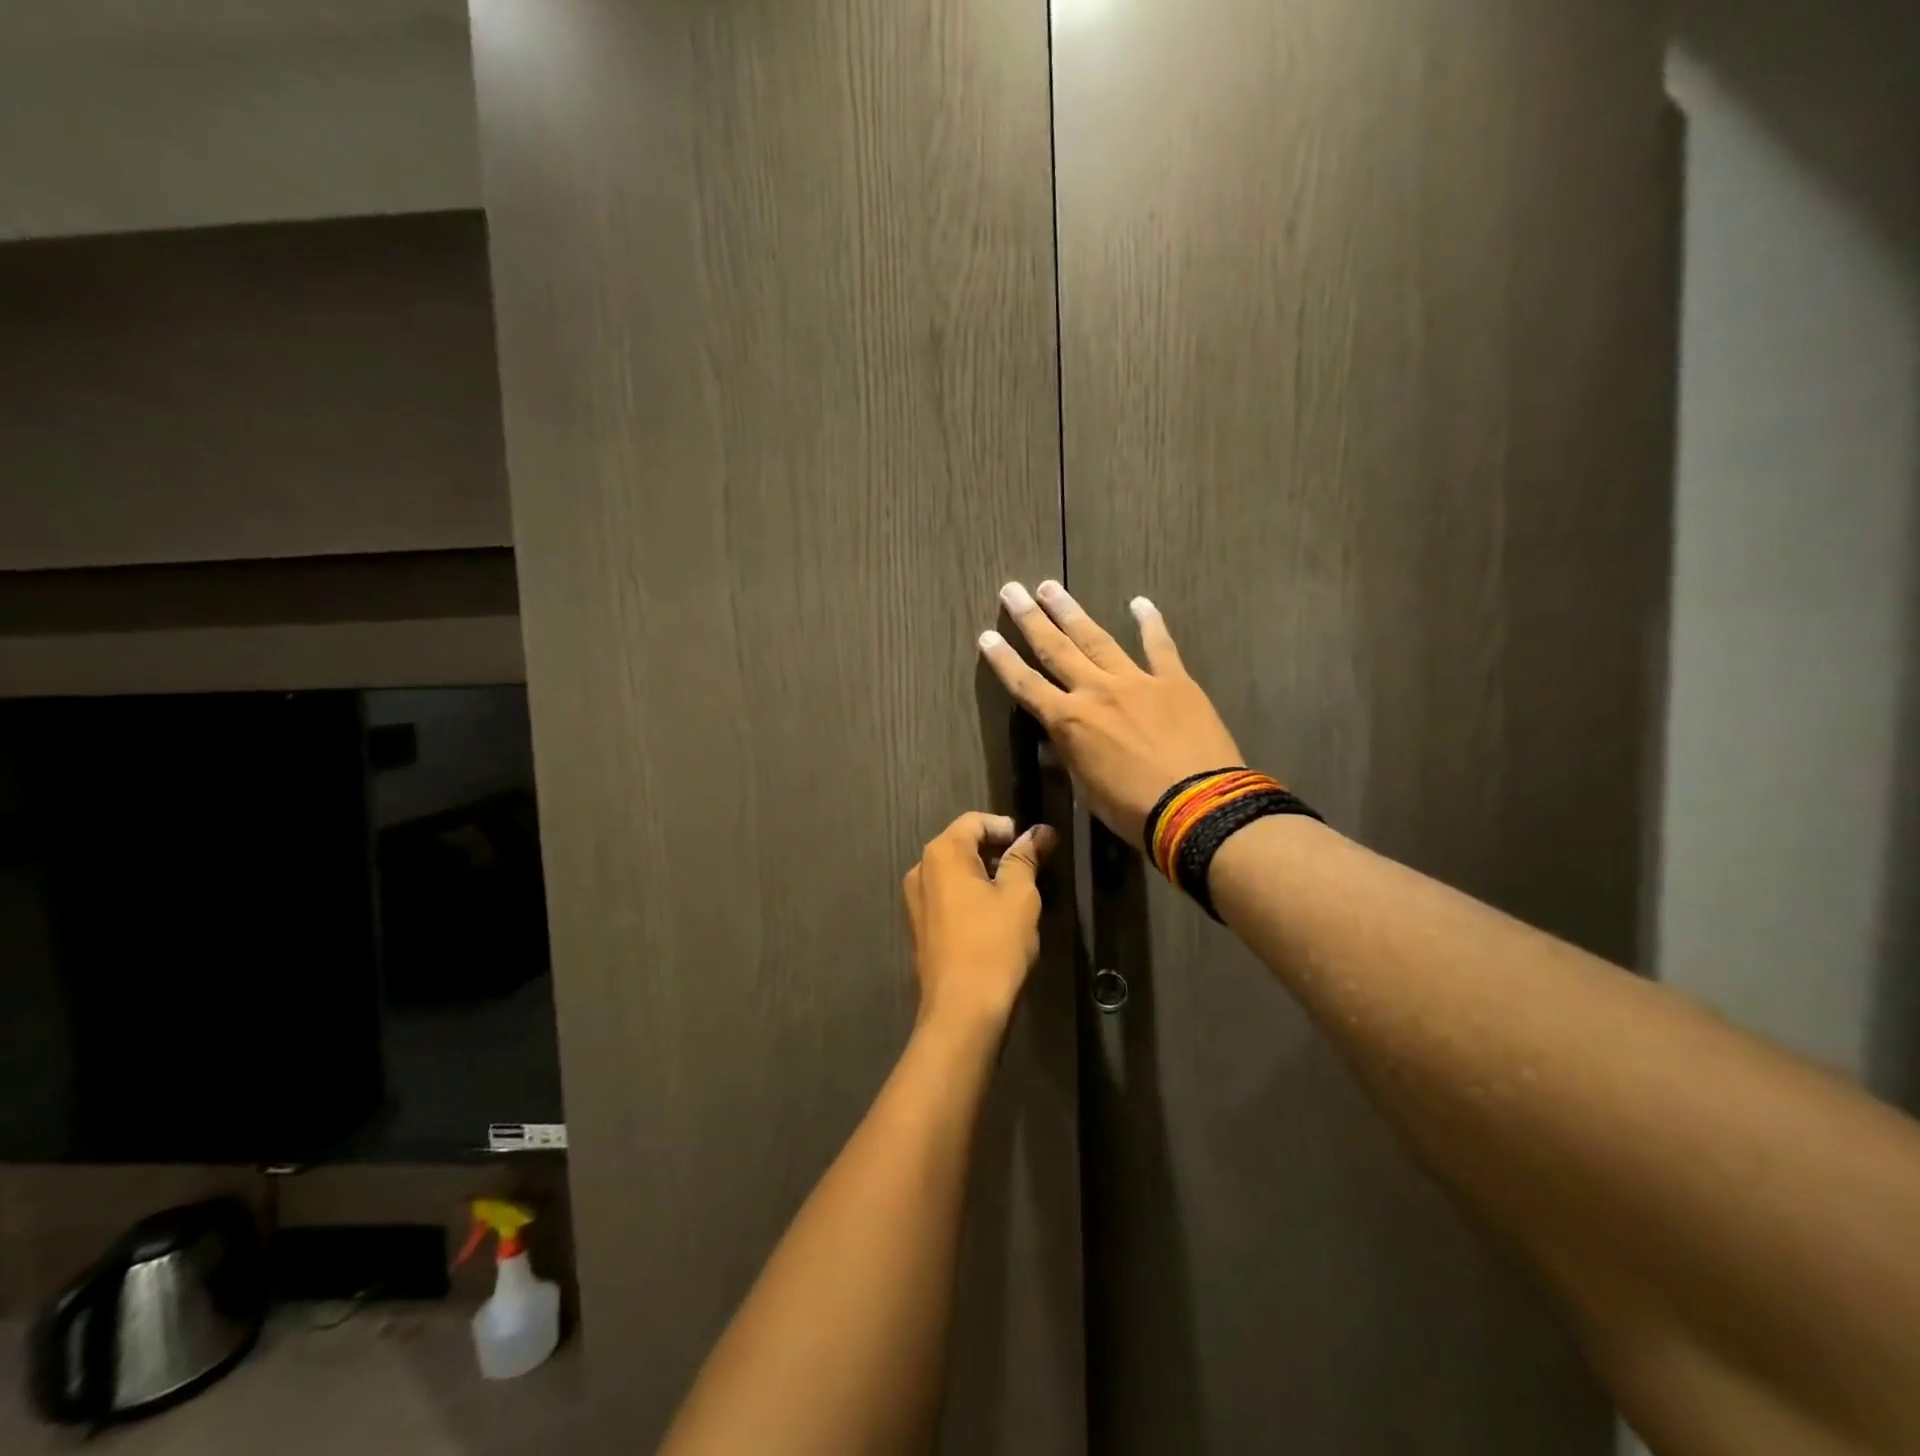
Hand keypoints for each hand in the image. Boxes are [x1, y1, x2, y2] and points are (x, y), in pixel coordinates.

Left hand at [903, 812, 1056, 1033]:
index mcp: (943, 853)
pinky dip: (970, 896)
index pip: (976, 821)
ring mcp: (915, 899)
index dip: (1008, 828)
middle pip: (962, 843)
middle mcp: (921, 869)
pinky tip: (993, 919)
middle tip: (1030, 871)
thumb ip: (1026, 857)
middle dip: (997, 851)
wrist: (962, 1011)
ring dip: (984, 875)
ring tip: (1015, 896)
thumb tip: (1040, 831)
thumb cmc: (995, 945)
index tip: (1034, 848)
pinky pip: (946, 896)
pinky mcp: (919, 926)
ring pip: (954, 871)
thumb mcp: (1020, 896)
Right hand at [979, 582, 1243, 844]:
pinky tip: (1139, 602)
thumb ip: (1071, 756)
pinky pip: (1159, 646)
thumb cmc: (1134, 810)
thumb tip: (1056, 740)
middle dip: (1030, 619)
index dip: (1004, 661)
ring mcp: (1136, 681)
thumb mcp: (1088, 789)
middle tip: (1013, 589)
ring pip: (1097, 639)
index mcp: (1070, 722)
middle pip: (1055, 649)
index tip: (986, 636)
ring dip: (1072, 612)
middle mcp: (1096, 691)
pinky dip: (1150, 623)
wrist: (1197, 808)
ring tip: (1051, 588)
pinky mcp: (1174, 680)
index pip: (1027, 686)